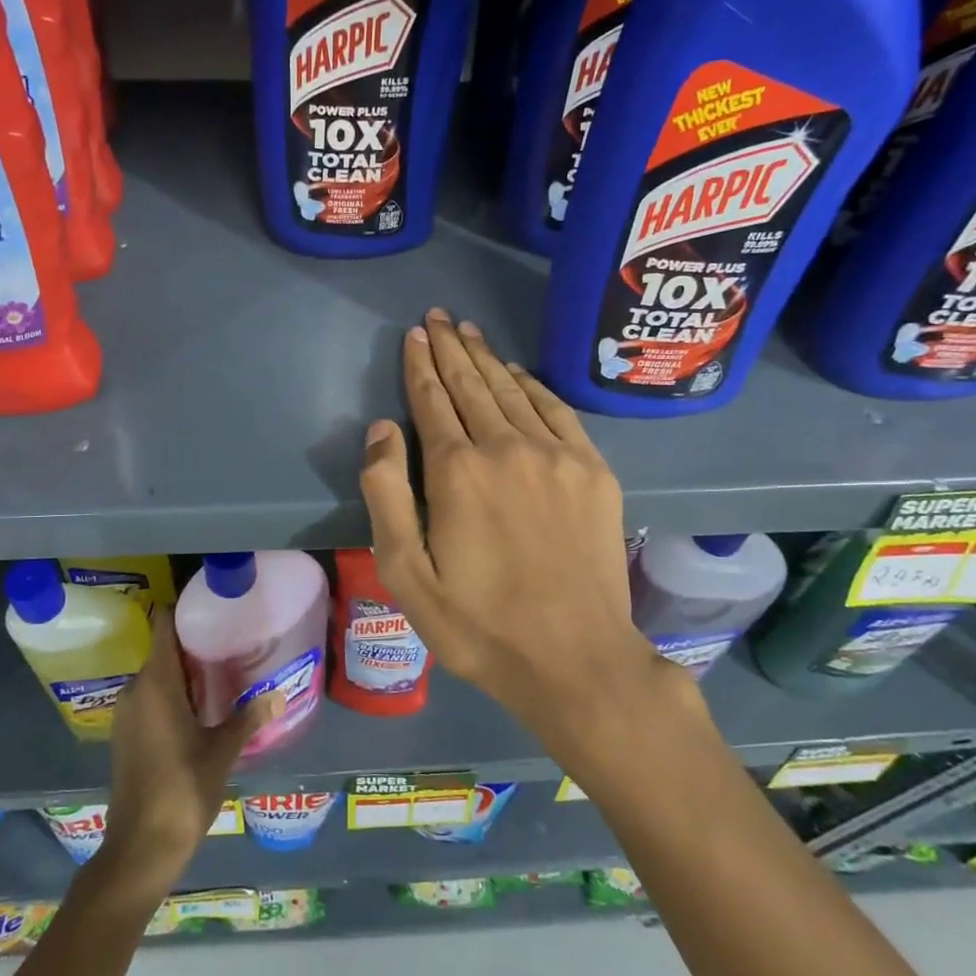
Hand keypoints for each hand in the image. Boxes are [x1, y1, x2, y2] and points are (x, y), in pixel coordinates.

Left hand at [95, 608, 279, 900]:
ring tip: (224, 673)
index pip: (162, 626)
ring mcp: (127, 715)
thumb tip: (280, 694)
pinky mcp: (127, 737)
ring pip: (157, 678)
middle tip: (232, 642)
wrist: (141, 847)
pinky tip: (202, 709)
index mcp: (156, 683)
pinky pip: (151, 700)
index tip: (211, 605)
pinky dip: (173, 696)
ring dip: (185, 674)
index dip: (182, 610)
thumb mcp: (223, 750)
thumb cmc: (183, 788)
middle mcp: (136, 690)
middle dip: (194, 646)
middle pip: (163, 651)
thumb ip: (249, 717)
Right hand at [359, 308, 692, 759]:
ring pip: (513, 390)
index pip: (433, 400)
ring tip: (470, 331)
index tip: (415, 334)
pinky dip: (534, 386)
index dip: (421, 365)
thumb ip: (387, 495)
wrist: (575, 659)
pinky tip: (519, 373)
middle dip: (451, 347)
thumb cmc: (478, 625)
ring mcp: (556, 456)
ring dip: (488, 358)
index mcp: (457, 472)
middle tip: (439, 316)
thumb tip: (382, 429)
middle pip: (472, 385)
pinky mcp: (593, 470)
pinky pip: (558, 411)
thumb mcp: (406, 574)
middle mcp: (506, 448)